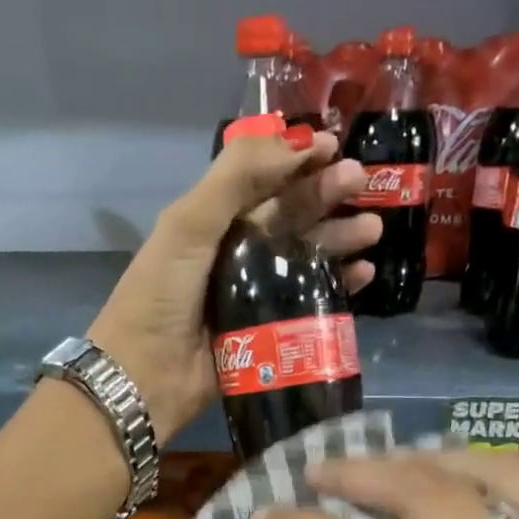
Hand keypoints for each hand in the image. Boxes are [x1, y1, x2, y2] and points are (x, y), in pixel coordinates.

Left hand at [87, 130, 379, 443]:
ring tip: (372, 229)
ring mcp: (255, 295)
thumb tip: (297, 141)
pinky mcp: (270, 333)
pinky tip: (363, 274)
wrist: (145, 378)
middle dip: (326, 196)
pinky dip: (338, 287)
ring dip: (339, 240)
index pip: (261, 182)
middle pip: (289, 217)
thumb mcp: (188, 225)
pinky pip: (311, 303)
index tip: (336, 146)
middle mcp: (235, 254)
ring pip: (306, 258)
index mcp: (211, 224)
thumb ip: (236, 177)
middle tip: (364, 182)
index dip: (297, 161)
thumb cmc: (160, 295)